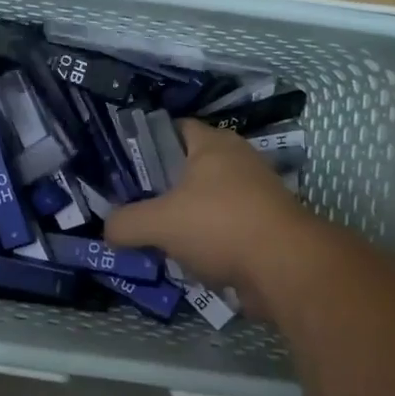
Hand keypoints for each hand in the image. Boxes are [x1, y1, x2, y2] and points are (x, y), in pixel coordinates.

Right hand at [106, 119, 319, 314]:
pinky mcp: (266, 225)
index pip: (176, 128)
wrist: (286, 267)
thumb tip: (108, 230)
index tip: (127, 165)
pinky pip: (227, 225)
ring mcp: (257, 193)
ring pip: (209, 198)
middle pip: (191, 165)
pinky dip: (208, 239)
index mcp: (213, 144)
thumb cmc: (220, 225)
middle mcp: (237, 160)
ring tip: (158, 235)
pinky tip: (189, 258)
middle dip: (165, 185)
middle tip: (136, 203)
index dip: (149, 142)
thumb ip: (126, 224)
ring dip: (187, 216)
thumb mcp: (160, 223)